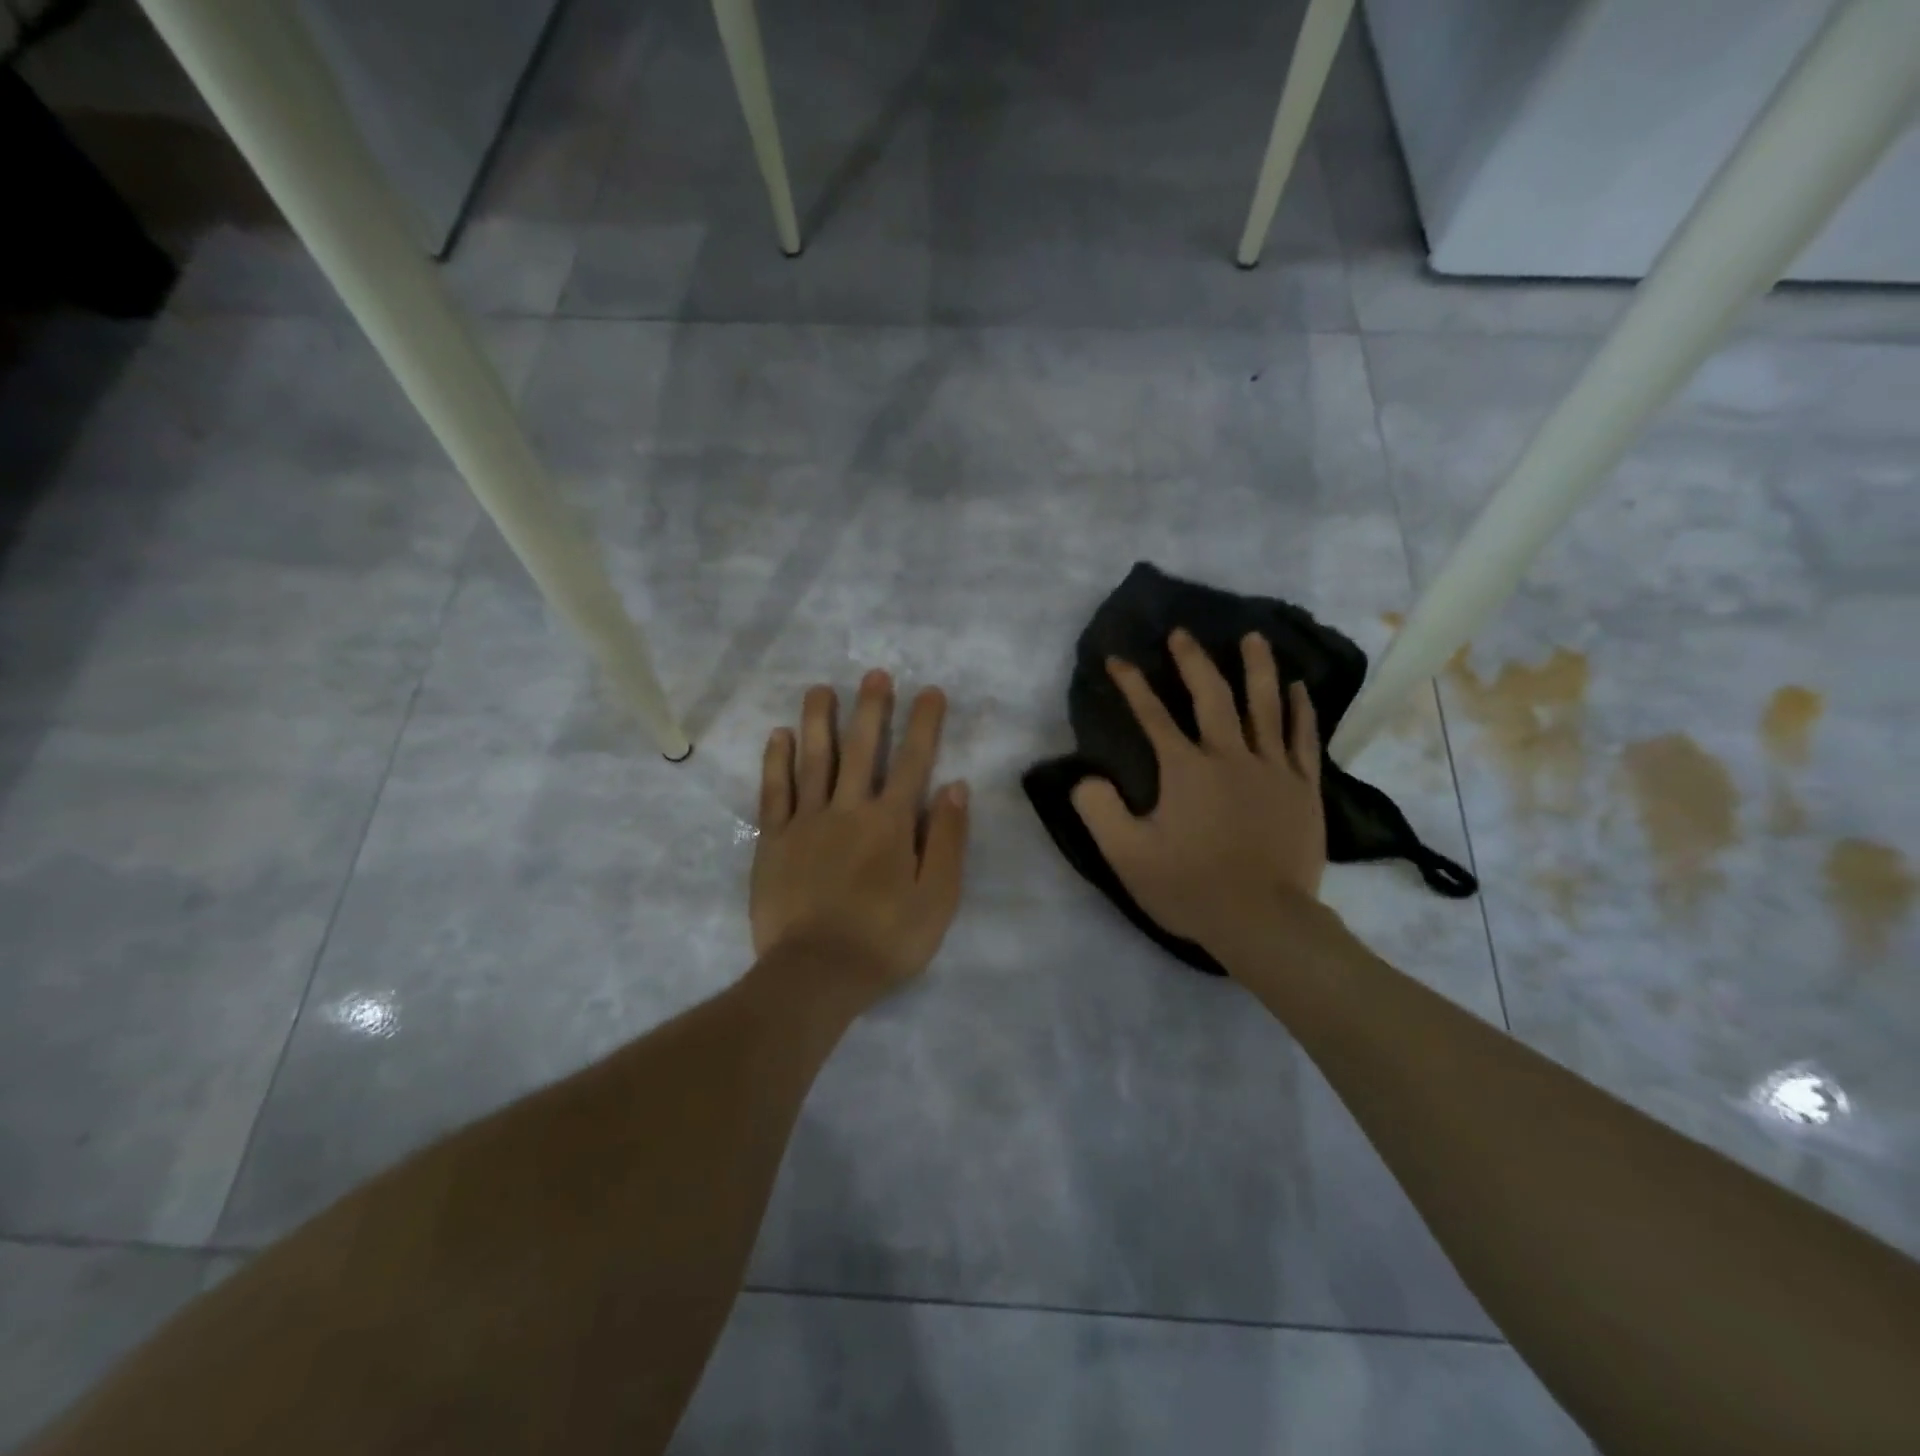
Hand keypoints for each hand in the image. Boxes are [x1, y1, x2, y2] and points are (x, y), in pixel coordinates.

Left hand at [751, 670, 969, 1000]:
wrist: (815, 975)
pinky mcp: (773, 840)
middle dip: (871, 708)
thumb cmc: (885, 941)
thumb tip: (955, 787)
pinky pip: (774, 792)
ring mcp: (806, 822)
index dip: (924, 724)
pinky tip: (779, 736)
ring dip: (818, 721)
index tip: (929, 691)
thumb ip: (948, 841)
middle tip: (874, 673)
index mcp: (890, 823)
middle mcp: (848, 810)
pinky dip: (777, 762)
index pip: (913, 762)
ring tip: (820, 688)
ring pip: (813, 760)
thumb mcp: (937, 899)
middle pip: (860, 749)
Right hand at [1070, 630, 1326, 963]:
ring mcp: (1273, 769)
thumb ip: (1099, 811)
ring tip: (1252, 637)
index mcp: (1186, 769)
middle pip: (1212, 695)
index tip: (1117, 659)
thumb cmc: (1191, 888)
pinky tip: (1298, 687)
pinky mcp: (1303, 788)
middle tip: (1182, 634)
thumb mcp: (1127, 856)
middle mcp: (1230, 756)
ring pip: (1265, 705)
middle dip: (1193, 661)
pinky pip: (1302, 737)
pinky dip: (1300, 709)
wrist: (1264, 922)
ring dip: (1256, 668)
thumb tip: (1085, 776)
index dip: (1132, 684)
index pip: (1152, 715)